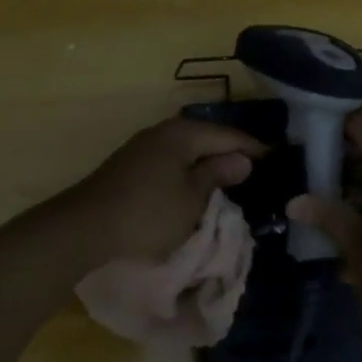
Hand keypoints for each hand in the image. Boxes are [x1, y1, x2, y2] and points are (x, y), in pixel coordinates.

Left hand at [66, 117, 265, 264]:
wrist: (85, 228)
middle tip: (257, 169)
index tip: (277, 157)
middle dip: (229, 153)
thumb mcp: (192, 198)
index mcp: (181, 134)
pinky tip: (196, 188)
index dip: (253, 147)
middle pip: (205, 139)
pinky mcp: (130, 168)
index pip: (227, 135)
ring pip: (186, 152)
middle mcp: (161, 133)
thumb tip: (242, 159)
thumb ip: (218, 174)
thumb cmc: (148, 213)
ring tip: (231, 180)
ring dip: (207, 164)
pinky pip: (170, 163)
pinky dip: (188, 173)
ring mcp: (142, 149)